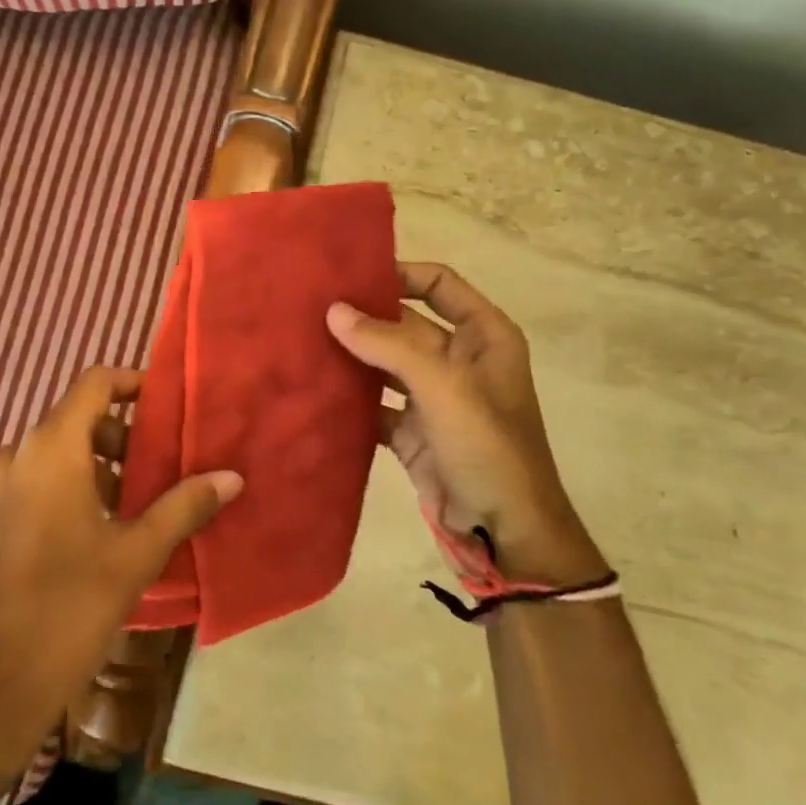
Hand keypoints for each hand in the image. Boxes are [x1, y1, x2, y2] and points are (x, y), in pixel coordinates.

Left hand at [0, 367, 241, 798]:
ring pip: (59, 451)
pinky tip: (104, 526)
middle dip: (124, 435)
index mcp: (51, 448)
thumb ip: (184, 505)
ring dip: (101, 463)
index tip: (168, 406)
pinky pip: (39, 478)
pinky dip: (74, 484)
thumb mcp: (136, 553)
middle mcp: (18, 454)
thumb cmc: (70, 606)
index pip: (94, 384)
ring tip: (140, 502)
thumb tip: (232, 476)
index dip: (132, 384)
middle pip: (78, 418)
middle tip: (163, 466)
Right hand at [326, 262, 602, 584]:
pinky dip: (349, 400)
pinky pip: (374, 405)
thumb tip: (334, 311)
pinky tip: (314, 389)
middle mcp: (458, 359)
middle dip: (364, 315)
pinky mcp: (411, 431)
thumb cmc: (488, 447)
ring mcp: (433, 397)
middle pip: (405, 323)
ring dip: (352, 356)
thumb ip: (390, 345)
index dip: (400, 273)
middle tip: (310, 305)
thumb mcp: (444, 387)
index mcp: (484, 336)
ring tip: (302, 340)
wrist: (503, 531)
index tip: (350, 273)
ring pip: (385, 364)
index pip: (439, 284)